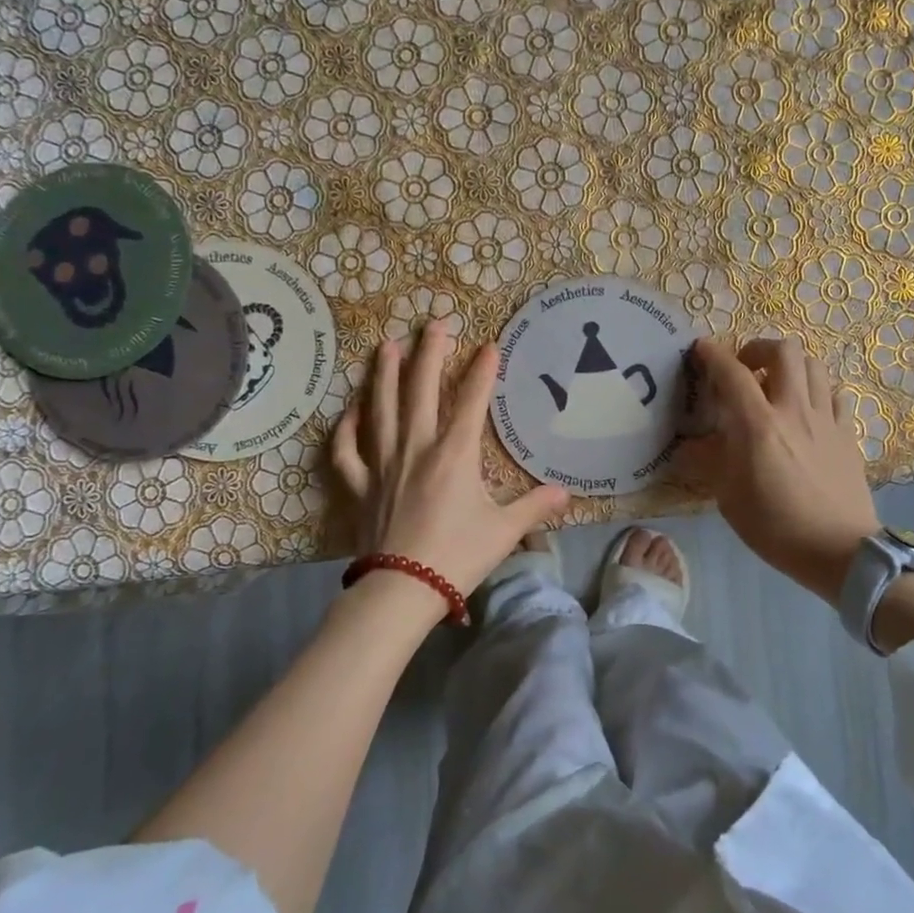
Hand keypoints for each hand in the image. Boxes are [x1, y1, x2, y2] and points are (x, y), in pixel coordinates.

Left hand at [332, 319, 568, 600]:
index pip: (471, 401)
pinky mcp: (360, 486)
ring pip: (380, 409)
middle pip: (420, 391)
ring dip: (383, 375)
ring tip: (386, 346)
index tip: (490, 344)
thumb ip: (535, 507)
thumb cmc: (458, 556)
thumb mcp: (505, 531)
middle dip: (429, 354)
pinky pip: (347, 450)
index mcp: (454, 454)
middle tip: (433, 323)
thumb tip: (567, 493)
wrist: (402, 589)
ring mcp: (383, 464)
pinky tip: (350, 410)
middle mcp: (416, 448)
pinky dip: (346, 428)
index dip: (482, 371)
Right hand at [682, 336, 879, 602]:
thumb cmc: (776, 526)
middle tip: (746, 368)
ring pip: (814, 365)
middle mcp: (794, 410)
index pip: (732, 373)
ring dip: (791, 365)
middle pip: (784, 351)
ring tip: (777, 385)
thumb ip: (709, 462)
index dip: (714, 354)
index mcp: (759, 425)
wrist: (839, 551)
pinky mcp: (847, 433)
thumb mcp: (729, 497)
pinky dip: (817, 389)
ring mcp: (826, 419)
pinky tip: (808, 408)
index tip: (701, 348)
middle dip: (759, 348)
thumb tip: (688, 446)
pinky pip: (835, 393)